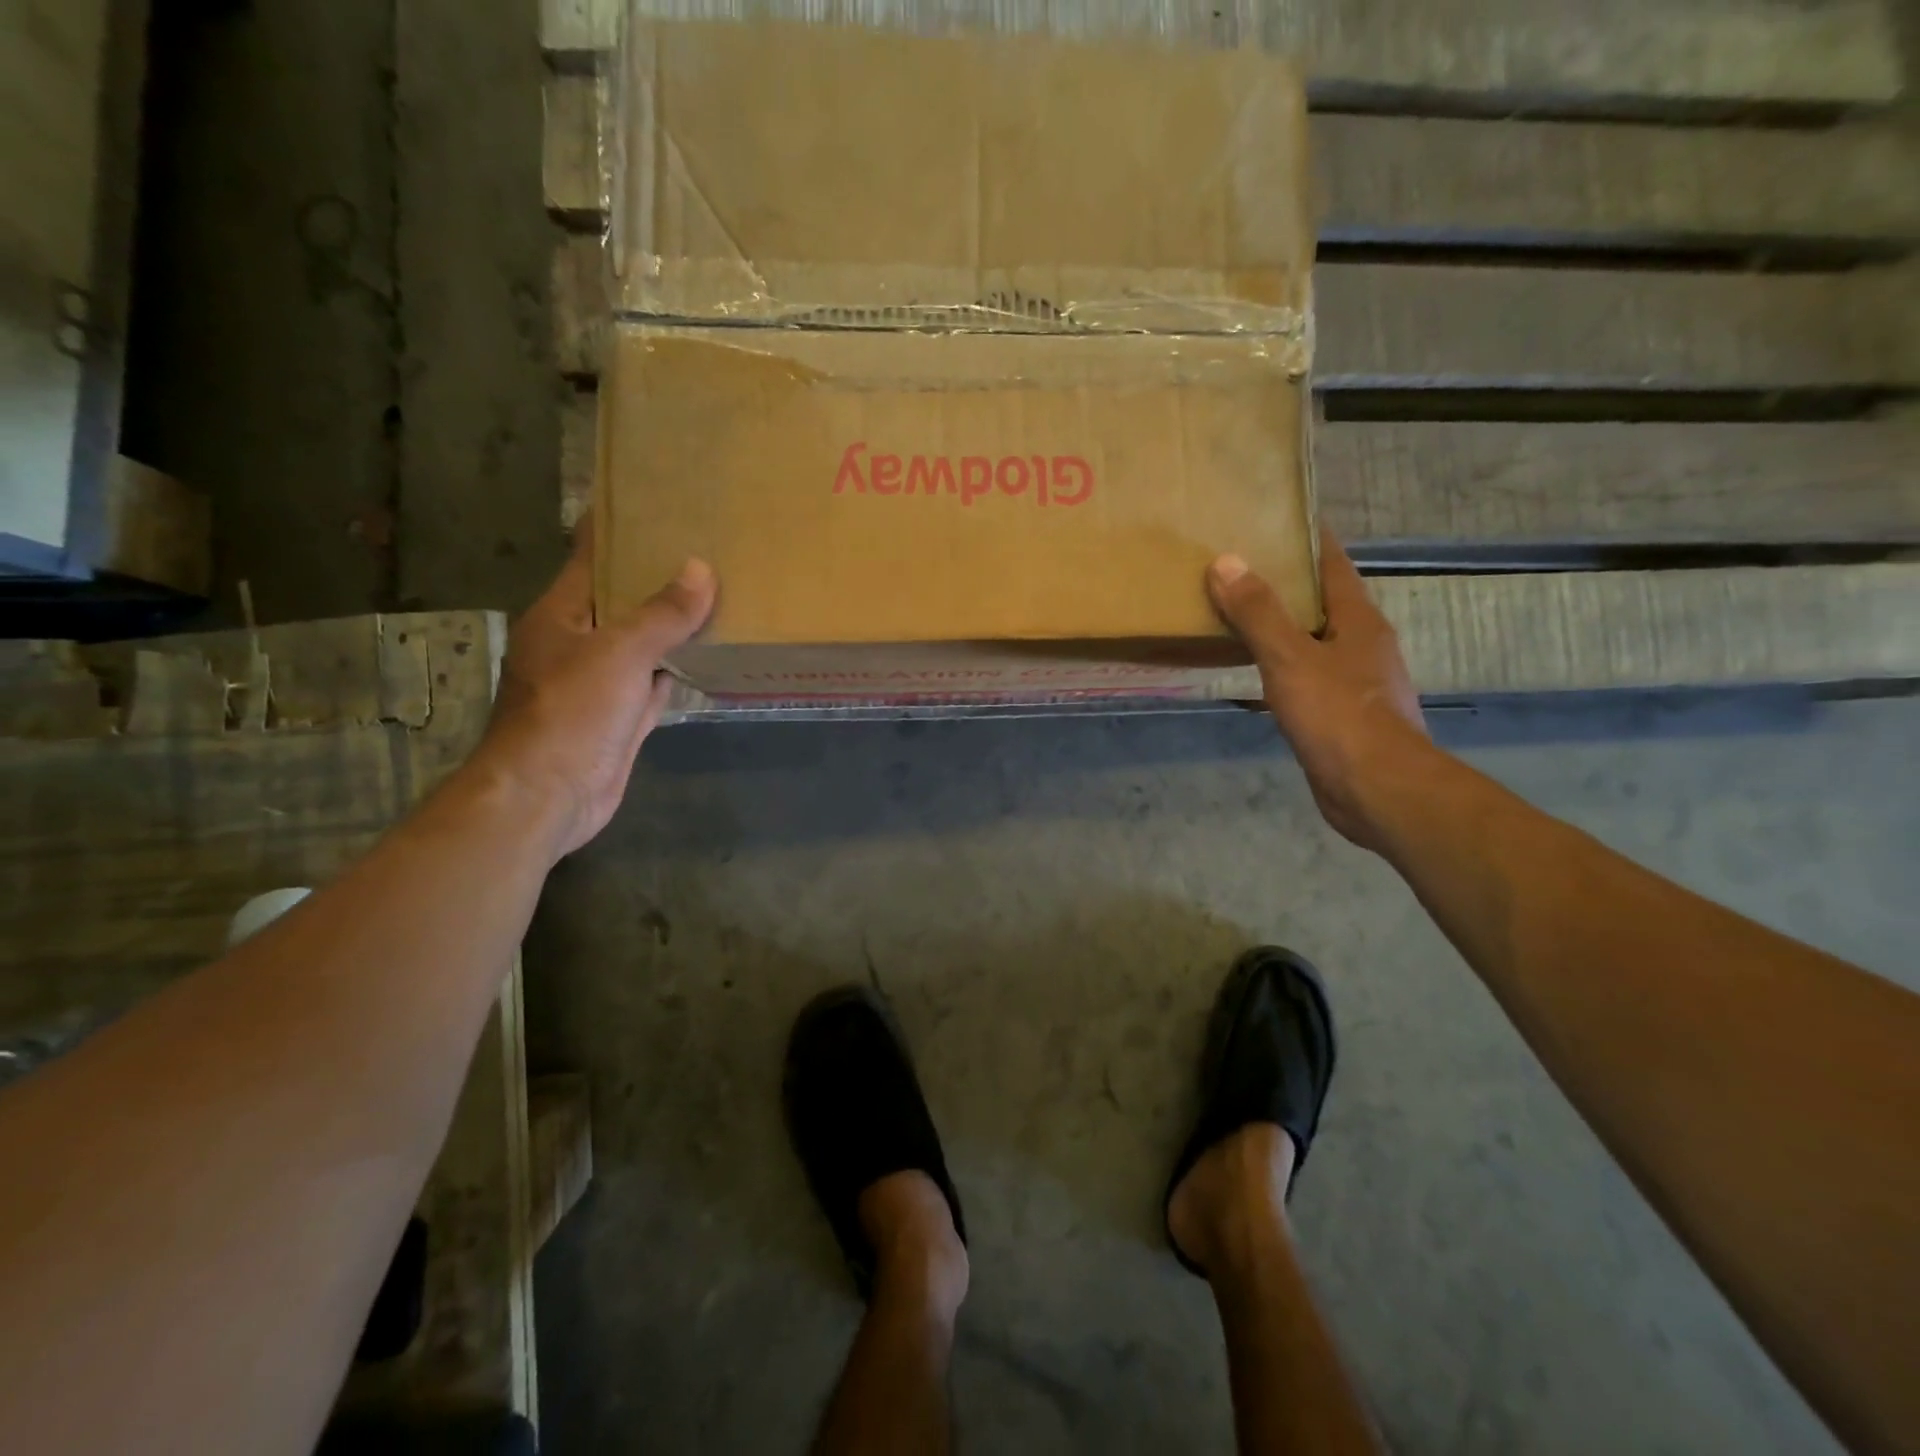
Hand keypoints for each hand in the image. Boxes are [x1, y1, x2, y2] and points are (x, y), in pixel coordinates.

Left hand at [475, 519, 716, 856]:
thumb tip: (701, 569)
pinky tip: (711, 654)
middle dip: (660, 578)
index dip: (621, 530)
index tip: (658, 504)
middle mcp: (578, 642)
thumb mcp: (618, 653)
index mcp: (561, 614)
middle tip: (709, 546)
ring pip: (644, 643)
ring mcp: (601, 682)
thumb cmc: (570, 712)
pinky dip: (679, 669)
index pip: (591, 557)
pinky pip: (655, 682)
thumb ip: (662, 614)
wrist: (549, 796)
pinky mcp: (621, 716)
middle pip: (623, 599)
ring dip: (674, 626)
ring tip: (720, 592)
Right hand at [1208, 529, 1431, 851]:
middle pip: (1322, 601)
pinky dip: (1281, 664)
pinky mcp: (1342, 715)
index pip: (1332, 563)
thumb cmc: (1339, 717)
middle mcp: (1361, 644)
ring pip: (1313, 640)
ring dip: (1282, 625)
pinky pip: (1306, 675)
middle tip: (1238, 565)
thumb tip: (1226, 561)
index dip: (1306, 538)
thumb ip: (1258, 613)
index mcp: (1358, 620)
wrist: (1377, 791)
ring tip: (1237, 613)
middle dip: (1286, 581)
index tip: (1274, 516)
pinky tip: (1255, 671)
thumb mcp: (1291, 659)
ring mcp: (1355, 682)